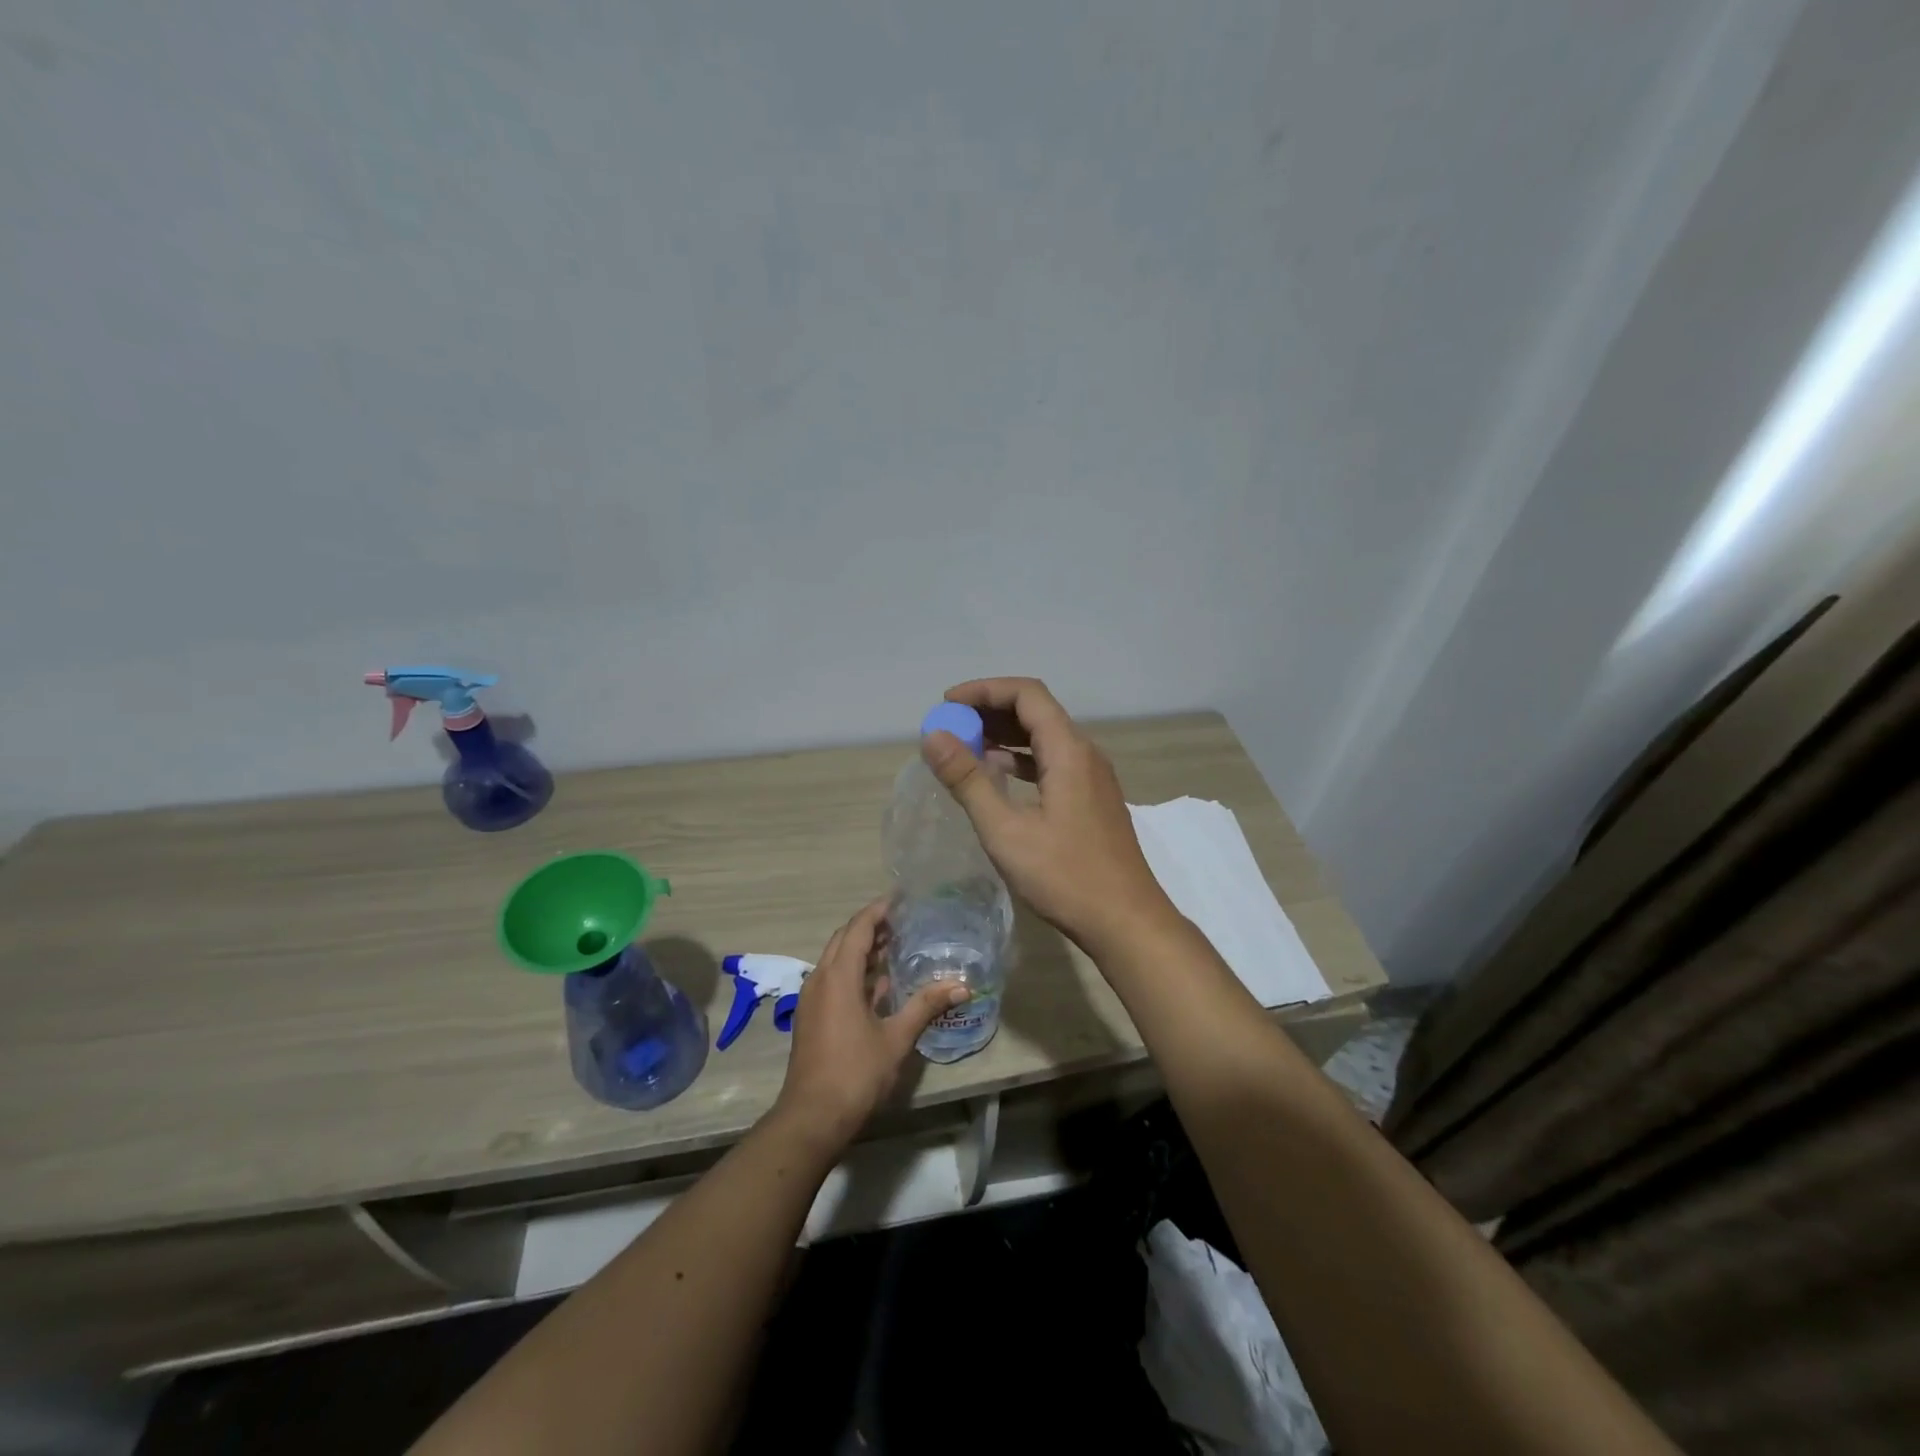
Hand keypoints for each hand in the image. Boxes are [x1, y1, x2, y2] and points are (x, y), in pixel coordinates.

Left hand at [771, 900, 968, 1151]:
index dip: (878, 910)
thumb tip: (962, 985)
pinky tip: (880, 984)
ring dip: (862, 949)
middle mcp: (820, 980)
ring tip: (895, 945)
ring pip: (837, 960)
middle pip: (844, 939)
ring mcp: (813, 999)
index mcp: (838, 977)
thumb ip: (926, 1006)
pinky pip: (834, 980)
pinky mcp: (813, 1017)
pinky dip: (855, 972)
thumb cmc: (855, 1073)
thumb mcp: (896, 1038)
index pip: (857, 928)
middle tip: (902, 920)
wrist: (812, 1117)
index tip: (900, 899)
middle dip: (870, 927)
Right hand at [921, 676, 1177, 952]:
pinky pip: (1053, 763)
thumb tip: (934, 736)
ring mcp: (1092, 778)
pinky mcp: (1092, 800)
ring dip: (1005, 736)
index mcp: (1068, 751)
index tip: (947, 703)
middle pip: (1036, 712)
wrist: (1126, 921)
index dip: (984, 690)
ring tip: (965, 749)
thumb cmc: (1065, 876)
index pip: (1026, 694)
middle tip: (950, 727)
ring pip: (1045, 739)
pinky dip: (1022, 761)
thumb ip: (968, 780)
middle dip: (991, 712)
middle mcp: (1084, 754)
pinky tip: (998, 777)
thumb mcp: (1006, 830)